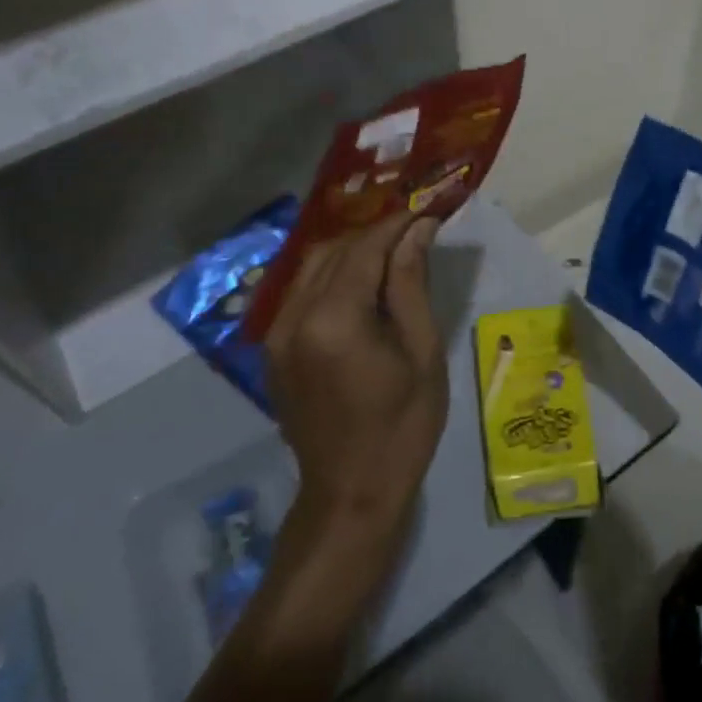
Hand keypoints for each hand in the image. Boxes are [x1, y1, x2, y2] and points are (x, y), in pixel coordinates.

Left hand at [263, 212, 447, 551]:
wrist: (351, 492)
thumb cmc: (402, 425)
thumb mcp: (421, 351)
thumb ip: (411, 282)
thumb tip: (418, 228)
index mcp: (334, 319)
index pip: (365, 248)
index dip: (397, 223)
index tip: (428, 208)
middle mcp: (294, 316)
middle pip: (335, 250)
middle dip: (375, 234)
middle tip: (415, 229)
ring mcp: (276, 333)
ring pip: (313, 266)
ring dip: (353, 252)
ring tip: (393, 251)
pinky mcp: (273, 348)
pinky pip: (302, 292)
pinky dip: (333, 276)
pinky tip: (362, 283)